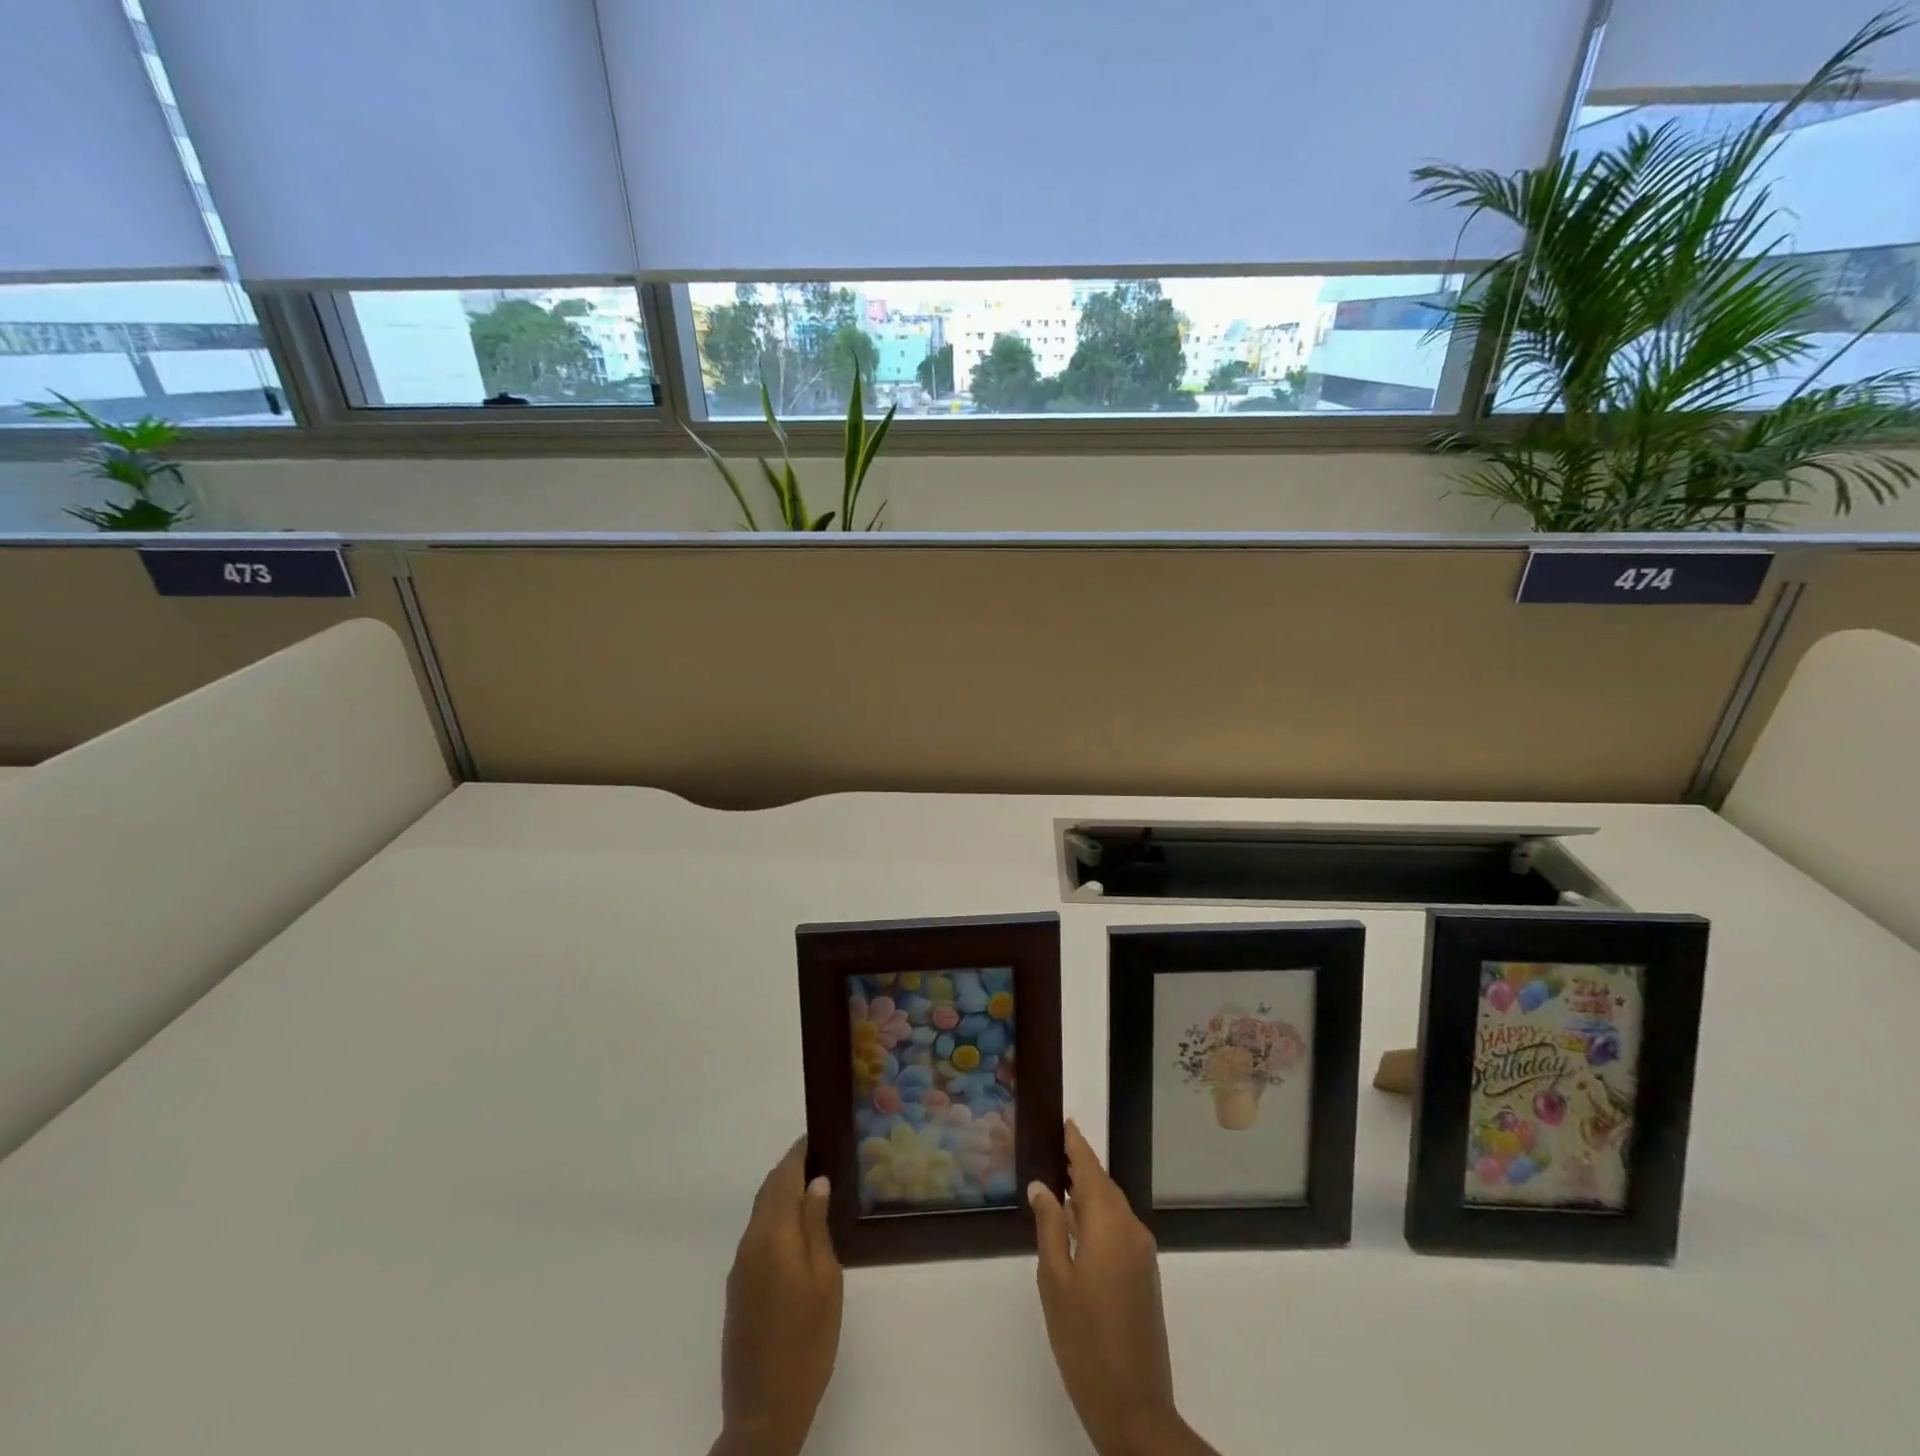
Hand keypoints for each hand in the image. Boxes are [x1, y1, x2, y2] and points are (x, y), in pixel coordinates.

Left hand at [710, 1139, 842, 1455]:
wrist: (763, 1411)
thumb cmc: (806, 1340)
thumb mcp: (825, 1279)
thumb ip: (817, 1226)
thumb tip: (816, 1183)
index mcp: (772, 1234)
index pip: (783, 1176)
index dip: (799, 1152)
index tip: (818, 1134)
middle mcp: (750, 1242)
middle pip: (769, 1191)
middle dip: (791, 1169)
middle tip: (821, 1157)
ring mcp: (740, 1267)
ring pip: (761, 1212)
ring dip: (782, 1194)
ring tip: (814, 1188)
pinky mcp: (738, 1289)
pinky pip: (757, 1235)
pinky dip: (775, 1218)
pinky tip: (797, 1230)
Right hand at [1029, 1122, 1218, 1455]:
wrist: (1134, 1406)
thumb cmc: (1084, 1338)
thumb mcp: (1055, 1279)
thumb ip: (1049, 1226)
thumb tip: (1042, 1186)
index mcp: (1109, 1224)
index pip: (1091, 1169)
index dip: (1077, 1145)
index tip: (1065, 1122)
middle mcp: (1131, 1229)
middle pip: (1104, 1186)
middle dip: (1081, 1167)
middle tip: (1056, 1149)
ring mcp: (1142, 1254)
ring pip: (1112, 1208)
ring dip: (1089, 1193)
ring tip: (1061, 1182)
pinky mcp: (1145, 1276)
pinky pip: (1119, 1229)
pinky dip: (1099, 1217)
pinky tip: (1078, 1225)